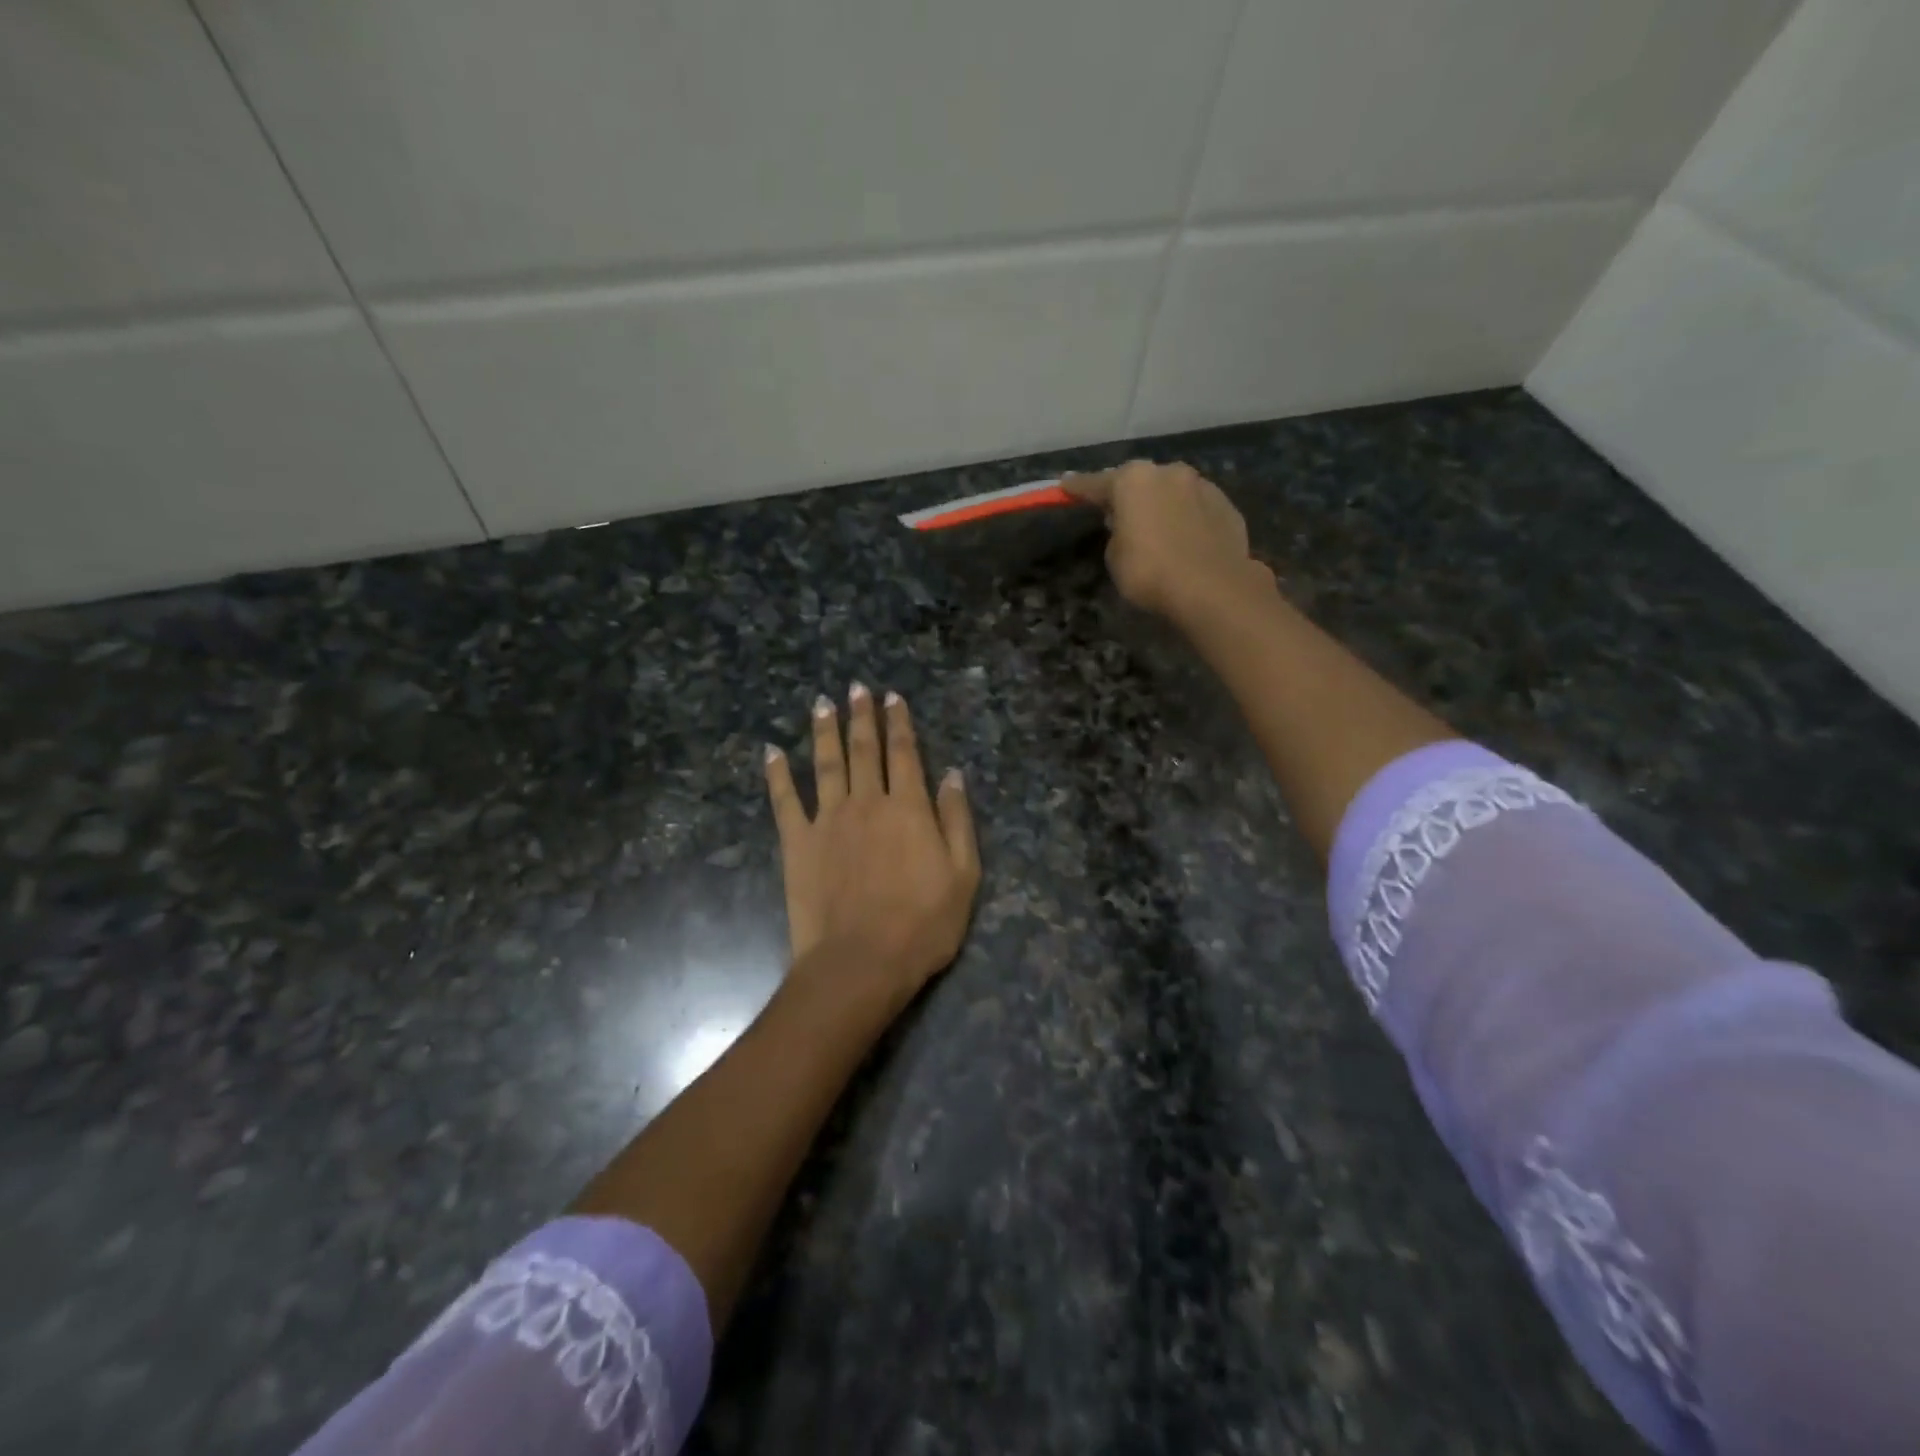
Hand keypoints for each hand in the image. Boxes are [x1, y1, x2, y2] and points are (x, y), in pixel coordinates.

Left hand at [765, 683, 980, 1013]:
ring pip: (826, 763)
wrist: (860, 962)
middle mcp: (866, 802)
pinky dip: (777, 774)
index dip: (899, 723)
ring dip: (824, 730)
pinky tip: (772, 751)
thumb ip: (957, 820)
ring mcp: (828, 819)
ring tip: (822, 703)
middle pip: (863, 749)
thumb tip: (953, 774)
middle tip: (856, 687)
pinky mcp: (797, 842)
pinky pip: (785, 800)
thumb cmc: (922, 925)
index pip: (904, 753)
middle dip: (861, 716)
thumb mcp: (963, 875)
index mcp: (908, 807)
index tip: (892, 697)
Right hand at [1064, 460, 1274, 623]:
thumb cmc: (1150, 572)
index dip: (1079, 488)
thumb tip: (1128, 525)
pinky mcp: (1227, 506)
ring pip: (1173, 492)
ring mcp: (1202, 486)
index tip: (1065, 486)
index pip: (1096, 483)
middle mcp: (1168, 473)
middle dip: (1129, 495)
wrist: (1213, 587)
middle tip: (1120, 514)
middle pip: (1140, 482)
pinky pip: (1197, 509)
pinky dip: (1187, 519)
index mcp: (1133, 480)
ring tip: (1158, 529)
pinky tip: (1185, 540)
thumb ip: (1117, 533)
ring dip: (1162, 505)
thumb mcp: (1115, 557)